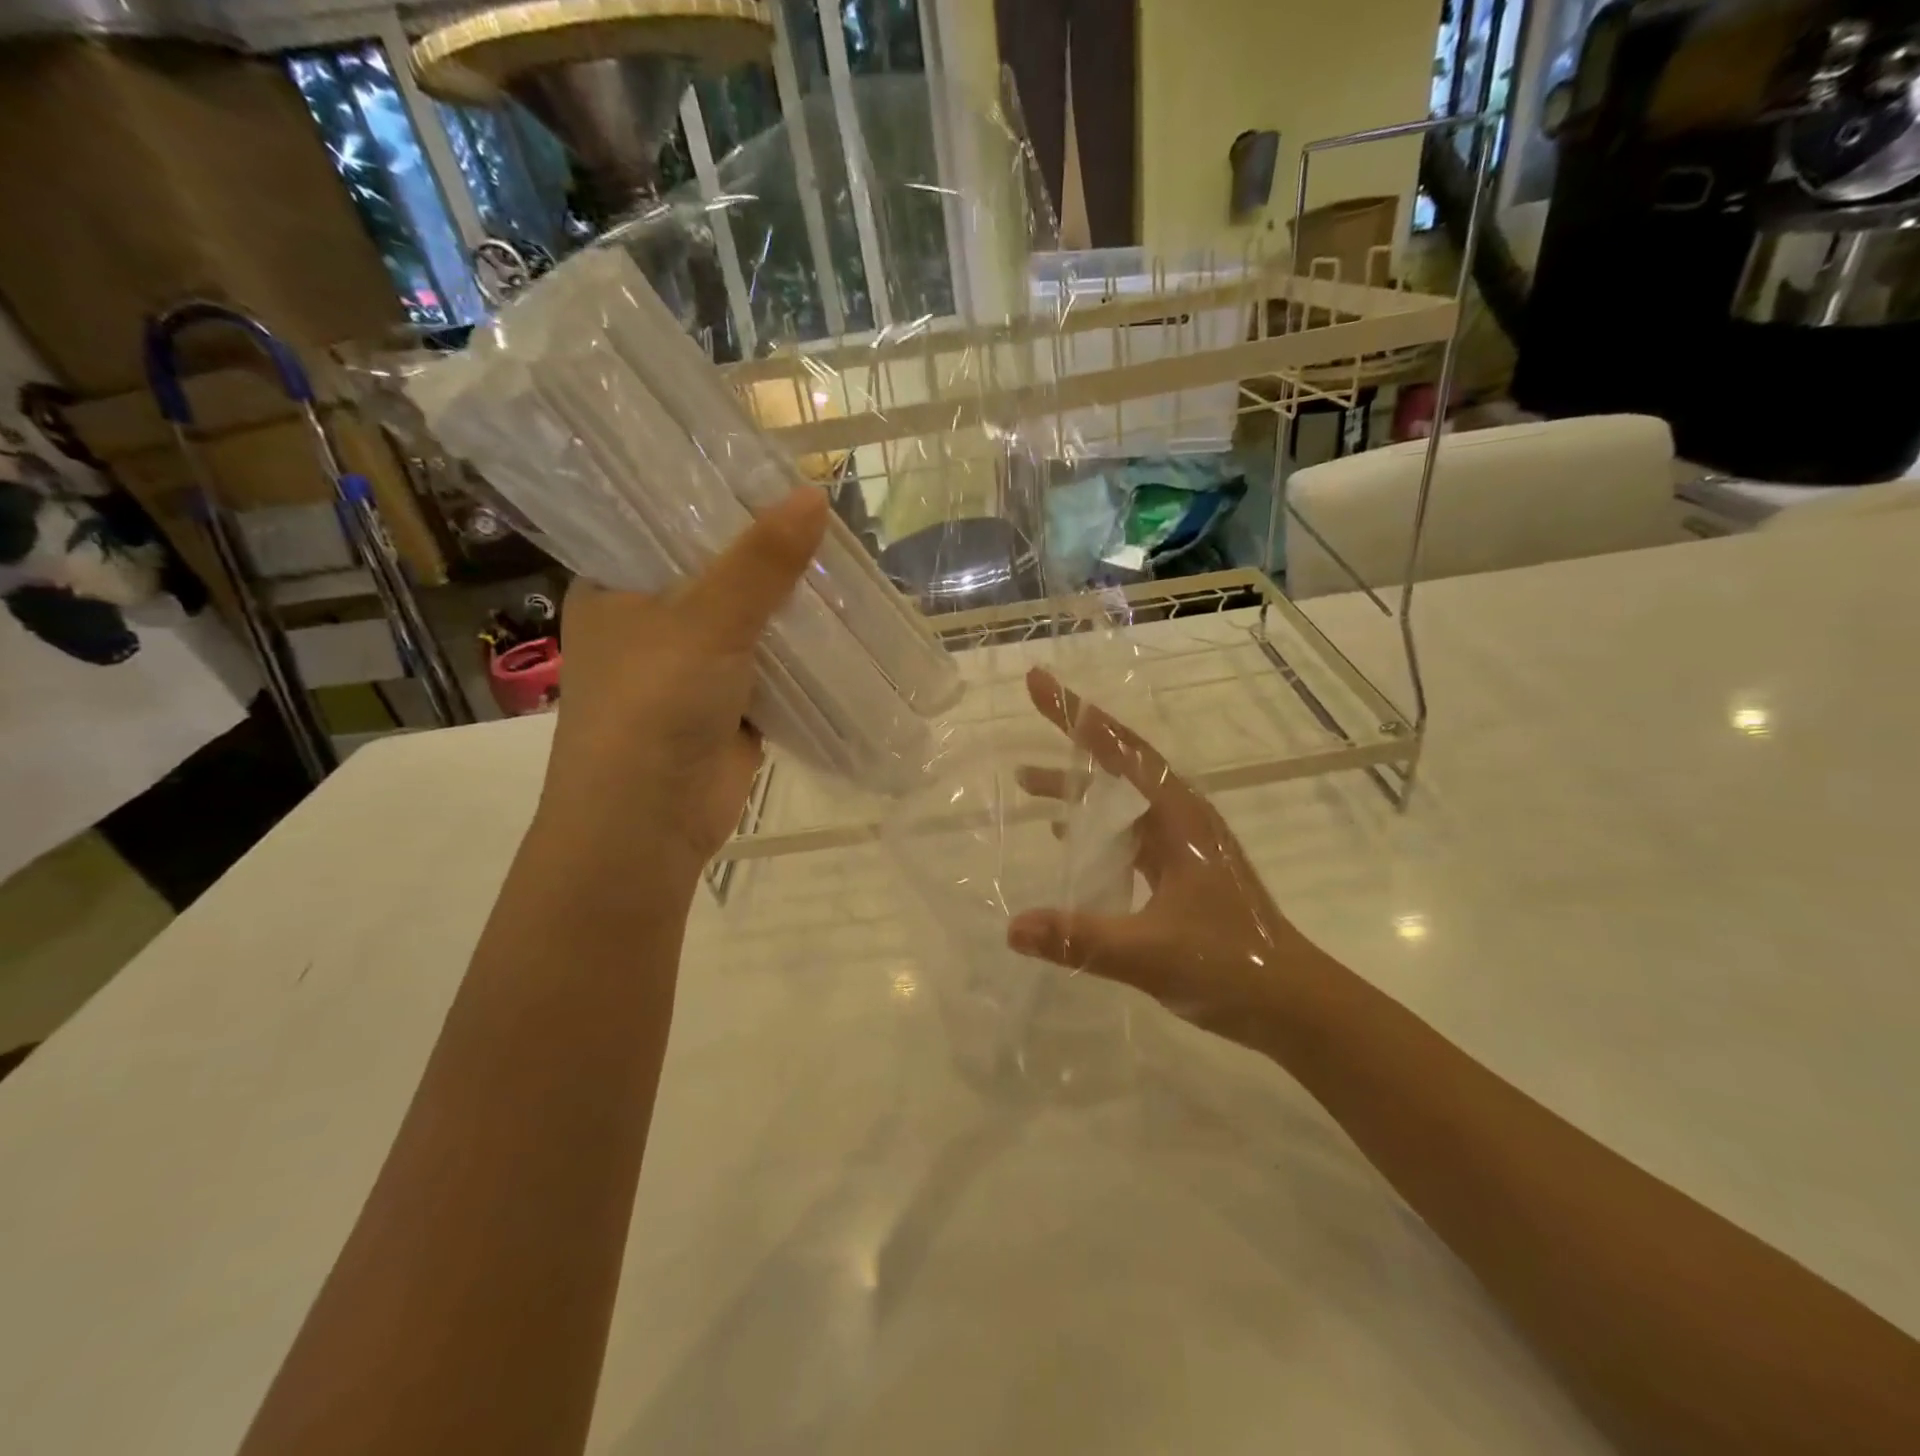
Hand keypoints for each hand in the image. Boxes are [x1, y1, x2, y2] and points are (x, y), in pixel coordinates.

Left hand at [537, 487, 828, 888]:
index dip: (718, 498)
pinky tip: (842, 622)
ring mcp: (691, 666)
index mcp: (616, 586)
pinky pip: (772, 665)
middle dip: (768, 555)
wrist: (648, 823)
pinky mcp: (728, 704)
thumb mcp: (705, 621)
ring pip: (750, 621)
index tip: (770, 472)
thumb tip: (814, 496)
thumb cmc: (653, 706)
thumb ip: (760, 562)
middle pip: (717, 572)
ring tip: (844, 560)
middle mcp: (650, 621)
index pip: (666, 523)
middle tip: (824, 517)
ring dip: (790, 605)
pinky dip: (802, 651)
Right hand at [1007, 668, 1333, 1051]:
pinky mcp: (1180, 869)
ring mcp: (1182, 843)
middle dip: (1071, 743)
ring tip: (1027, 785)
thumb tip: (1012, 928)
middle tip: (1025, 718)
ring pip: (1121, 801)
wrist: (1294, 1004)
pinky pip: (1128, 835)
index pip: (1120, 749)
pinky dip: (1094, 829)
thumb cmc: (1232, 966)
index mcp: (1179, 816)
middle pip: (1118, 764)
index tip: (1037, 681)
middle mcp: (1181, 817)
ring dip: (1078, 791)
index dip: (1075, 714)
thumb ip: (1080, 939)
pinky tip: (1066, 840)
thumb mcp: (1150, 952)